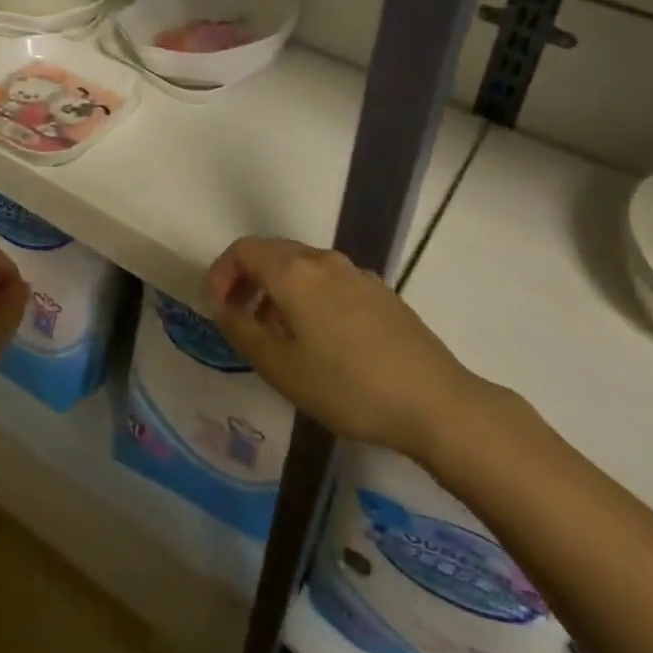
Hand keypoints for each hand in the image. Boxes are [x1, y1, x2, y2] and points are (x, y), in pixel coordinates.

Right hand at [207, 237, 488, 459]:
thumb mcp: (280, 367)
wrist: (434, 402)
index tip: (217, 308)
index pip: (244, 250)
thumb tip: (222, 306)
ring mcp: (356, 273)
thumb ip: (242, 331)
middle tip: (240, 320)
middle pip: (273, 253)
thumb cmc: (347, 386)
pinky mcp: (380, 291)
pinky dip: (308, 297)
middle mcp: (323, 260)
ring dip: (278, 291)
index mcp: (294, 272)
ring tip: (277, 336)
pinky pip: (329, 282)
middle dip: (248, 280)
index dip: (221, 273)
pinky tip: (319, 340)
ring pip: (302, 268)